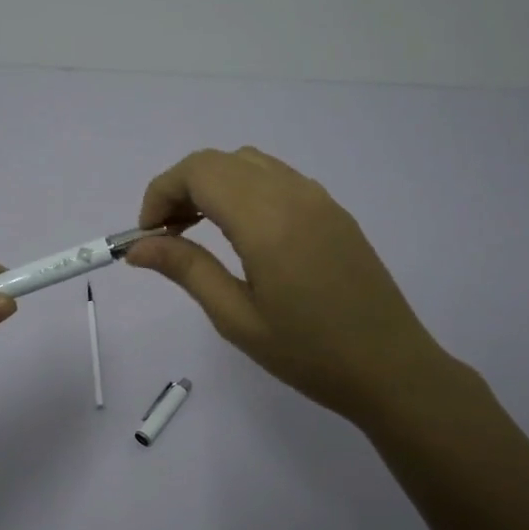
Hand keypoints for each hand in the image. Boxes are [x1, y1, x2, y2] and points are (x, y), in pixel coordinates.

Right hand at [124, 147, 463, 432]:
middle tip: (166, 235)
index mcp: (266, 220)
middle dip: (181, 187)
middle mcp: (293, 194)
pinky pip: (277, 177)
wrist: (392, 369)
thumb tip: (137, 247)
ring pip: (249, 163)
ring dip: (213, 184)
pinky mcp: (333, 210)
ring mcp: (318, 198)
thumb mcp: (236, 318)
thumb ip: (186, 270)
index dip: (161, 192)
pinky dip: (244, 189)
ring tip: (198, 231)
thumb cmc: (309, 353)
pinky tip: (241, 232)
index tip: (147, 234)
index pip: (198, 172)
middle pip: (220, 161)